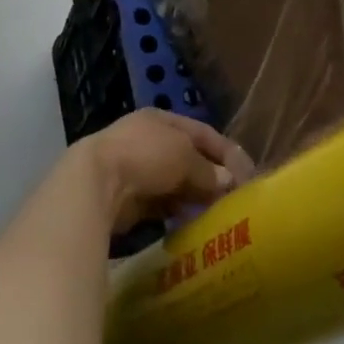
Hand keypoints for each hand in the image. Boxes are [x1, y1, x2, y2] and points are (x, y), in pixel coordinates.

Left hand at [77, 109, 253, 232]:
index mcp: (161, 120)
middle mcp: (148, 140)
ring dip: (194, 196)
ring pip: (174, 183)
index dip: (226, 152)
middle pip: (189, 158)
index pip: (203, 133)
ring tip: (216, 212)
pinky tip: (189, 223)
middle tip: (233, 197)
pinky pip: (159, 204)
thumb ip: (208, 170)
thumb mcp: (185, 157)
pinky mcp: (126, 199)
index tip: (247, 174)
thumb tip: (228, 182)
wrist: (95, 185)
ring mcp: (134, 169)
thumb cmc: (146, 157)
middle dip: (210, 176)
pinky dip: (175, 212)